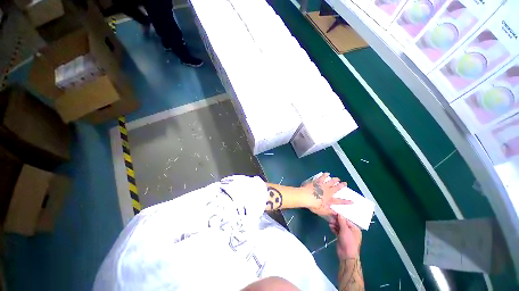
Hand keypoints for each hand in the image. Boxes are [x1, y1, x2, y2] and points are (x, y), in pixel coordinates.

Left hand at [302, 173, 350, 217]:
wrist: (305, 196)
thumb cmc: (313, 205)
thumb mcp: (322, 211)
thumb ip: (329, 212)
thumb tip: (336, 214)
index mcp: (329, 200)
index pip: (339, 201)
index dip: (346, 201)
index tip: (352, 201)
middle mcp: (327, 192)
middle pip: (336, 188)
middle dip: (341, 186)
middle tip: (345, 183)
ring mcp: (322, 186)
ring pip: (330, 182)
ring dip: (334, 180)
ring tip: (337, 178)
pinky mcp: (317, 182)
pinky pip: (322, 177)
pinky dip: (325, 175)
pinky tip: (326, 173)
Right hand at [330, 215, 361, 259]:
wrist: (346, 255)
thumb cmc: (348, 241)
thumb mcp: (345, 230)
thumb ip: (342, 221)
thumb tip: (339, 214)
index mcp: (355, 229)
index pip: (347, 220)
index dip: (340, 216)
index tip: (334, 213)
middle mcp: (351, 231)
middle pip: (342, 223)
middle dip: (336, 221)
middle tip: (330, 219)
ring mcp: (346, 235)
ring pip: (339, 227)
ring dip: (334, 224)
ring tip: (330, 223)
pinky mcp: (341, 238)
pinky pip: (337, 231)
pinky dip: (334, 229)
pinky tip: (331, 227)